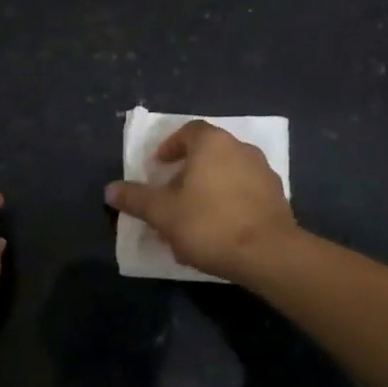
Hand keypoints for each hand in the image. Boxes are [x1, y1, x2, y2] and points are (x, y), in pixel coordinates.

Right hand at [107, 121, 297, 282]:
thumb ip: (135, 198)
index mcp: (213, 143)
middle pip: (208, 153)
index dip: (170, 146)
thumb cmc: (209, 224)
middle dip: (187, 172)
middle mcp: (241, 149)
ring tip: (193, 218)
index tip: (158, 167)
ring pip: (227, 174)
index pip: (188, 132)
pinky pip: (245, 193)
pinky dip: (229, 204)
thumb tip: (110, 189)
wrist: (268, 254)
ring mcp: (263, 172)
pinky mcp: (277, 197)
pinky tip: (218, 231)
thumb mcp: (162, 212)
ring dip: (208, 190)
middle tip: (171, 195)